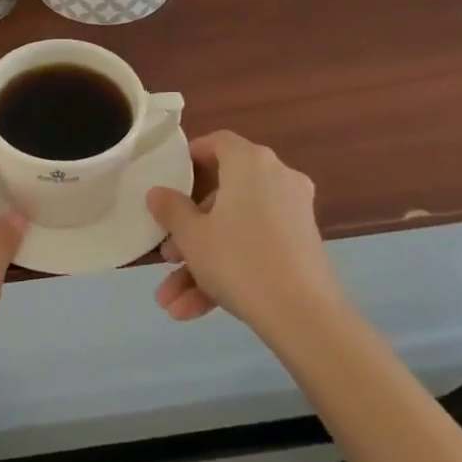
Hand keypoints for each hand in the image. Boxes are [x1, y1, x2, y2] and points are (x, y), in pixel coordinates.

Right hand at [144, 130, 344, 333]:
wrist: (305, 318)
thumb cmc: (239, 260)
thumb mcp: (192, 236)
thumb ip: (171, 209)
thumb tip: (157, 192)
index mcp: (250, 164)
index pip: (218, 143)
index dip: (191, 156)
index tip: (170, 177)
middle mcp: (277, 180)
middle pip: (223, 195)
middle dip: (189, 231)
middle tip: (167, 255)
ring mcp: (292, 215)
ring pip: (236, 230)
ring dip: (201, 263)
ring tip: (170, 301)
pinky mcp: (301, 248)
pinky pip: (255, 249)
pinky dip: (227, 274)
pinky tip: (192, 312)